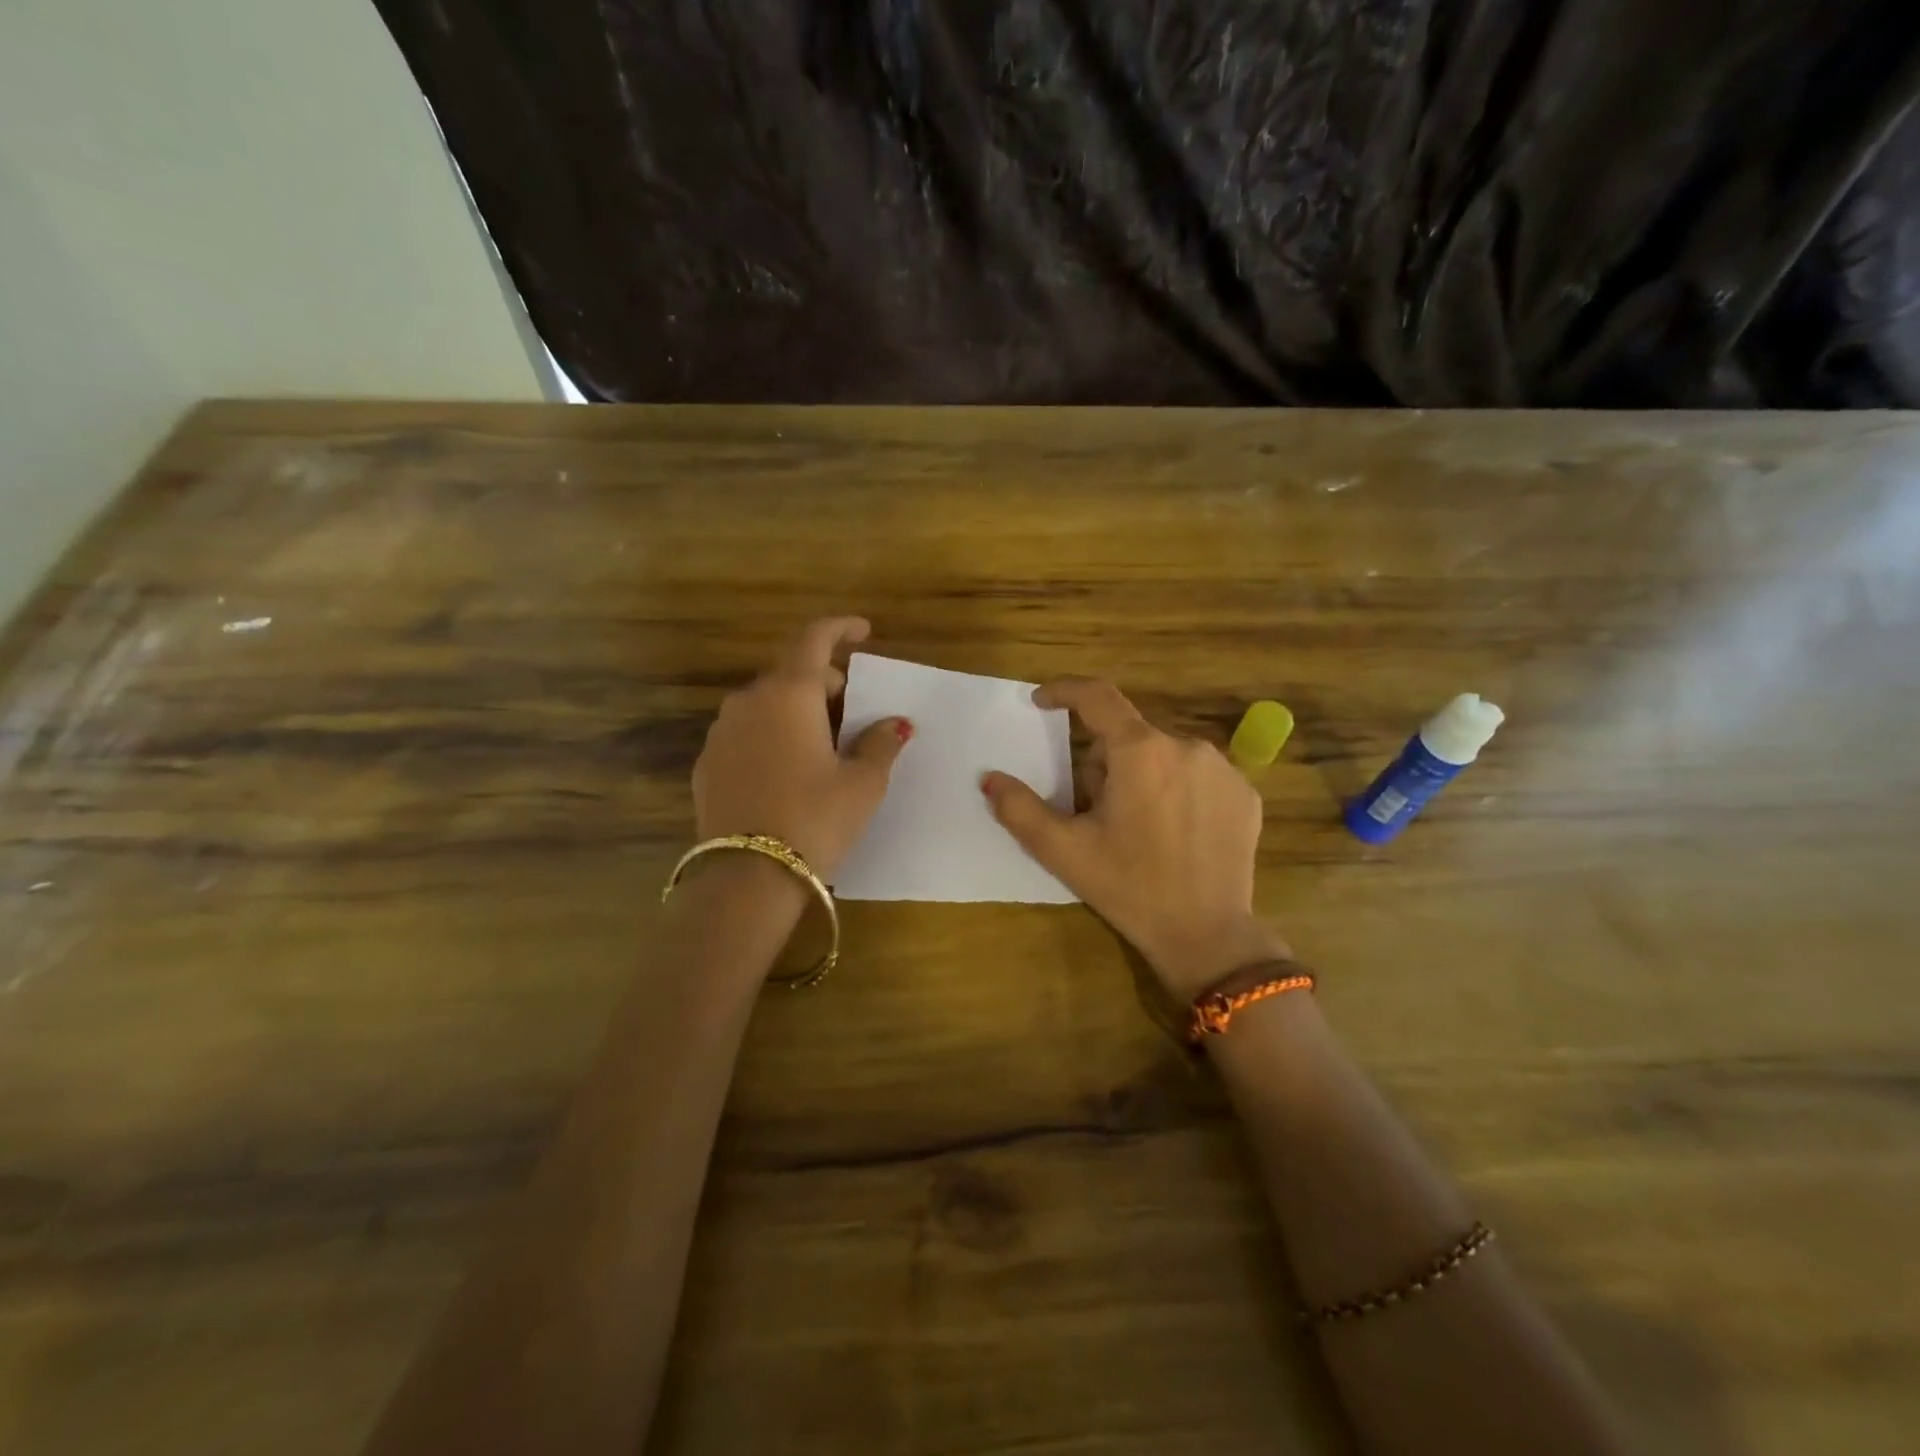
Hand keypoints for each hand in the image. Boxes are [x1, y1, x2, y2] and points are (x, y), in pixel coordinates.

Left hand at [693, 617, 910, 880]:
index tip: (863, 631)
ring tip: (821, 742)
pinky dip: (771, 734)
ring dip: (796, 709)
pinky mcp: (707, 763)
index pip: (814, 639)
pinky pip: (746, 733)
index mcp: (790, 694)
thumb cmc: (815, 819)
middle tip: (852, 705)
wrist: (746, 876)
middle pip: (791, 672)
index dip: (840, 628)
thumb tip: (895, 724)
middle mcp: (749, 701)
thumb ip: (880, 744)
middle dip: (824, 680)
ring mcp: (721, 732)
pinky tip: (787, 769)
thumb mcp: (862, 783)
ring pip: (766, 703)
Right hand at [982, 678, 1287, 999]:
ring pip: (1163, 756)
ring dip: (1142, 777)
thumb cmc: (1129, 888)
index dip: (1065, 692)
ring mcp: (1223, 769)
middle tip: (1095, 814)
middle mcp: (1186, 745)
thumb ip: (1020, 809)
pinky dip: (1178, 792)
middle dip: (1104, 765)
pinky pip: (1198, 776)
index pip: (1097, 698)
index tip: (1042, 701)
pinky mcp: (1245, 794)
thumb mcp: (1064, 851)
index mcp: (1140, 752)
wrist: (1207, 935)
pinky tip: (1176, 835)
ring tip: (1138, 830)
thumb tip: (990, 778)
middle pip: (1128, 738)